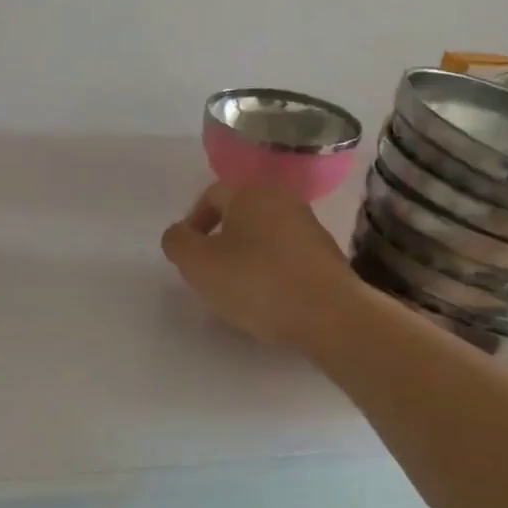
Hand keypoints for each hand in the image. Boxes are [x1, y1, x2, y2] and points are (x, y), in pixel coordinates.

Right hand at [160, 182, 358, 349]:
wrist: (330, 315)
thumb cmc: (257, 282)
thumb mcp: (198, 264)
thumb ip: (178, 242)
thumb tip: (179, 234)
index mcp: (251, 192)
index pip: (211, 196)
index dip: (192, 223)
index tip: (188, 256)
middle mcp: (283, 199)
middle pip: (239, 214)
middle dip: (220, 240)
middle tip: (209, 273)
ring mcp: (310, 226)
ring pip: (264, 235)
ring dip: (246, 256)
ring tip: (239, 290)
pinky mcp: (327, 254)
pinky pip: (287, 255)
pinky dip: (272, 270)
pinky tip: (269, 298)